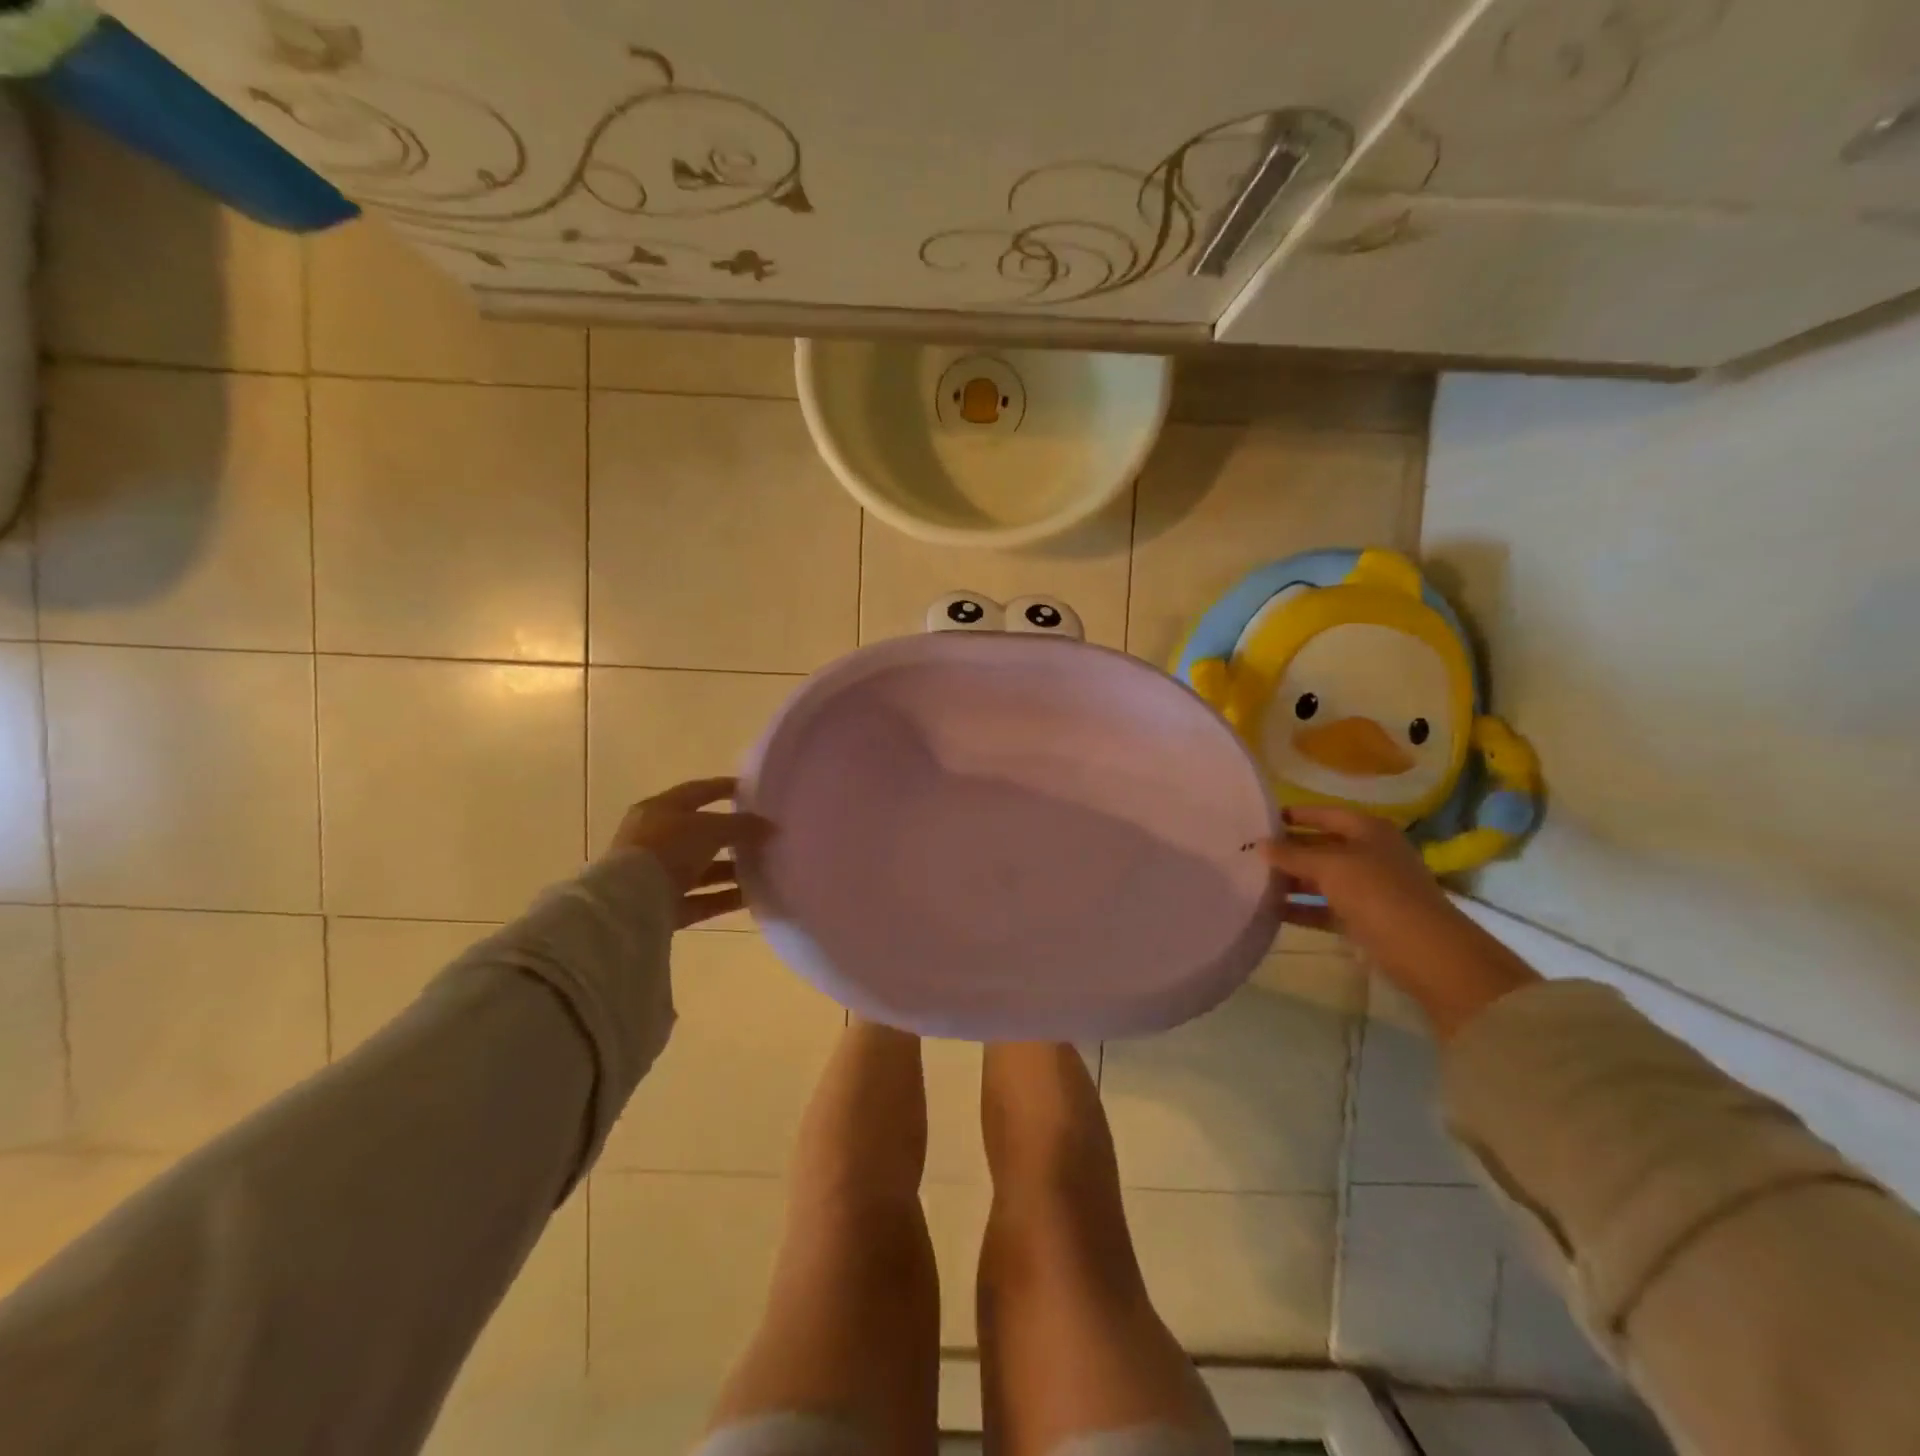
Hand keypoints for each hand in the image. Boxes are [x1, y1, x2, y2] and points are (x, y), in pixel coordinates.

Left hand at [609, 778, 774, 928]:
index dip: (724, 788)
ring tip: (765, 869)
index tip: (753, 790)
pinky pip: (701, 899)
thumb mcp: (709, 828)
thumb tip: (769, 826)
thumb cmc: (667, 848)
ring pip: (702, 869)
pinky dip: (725, 897)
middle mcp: (656, 839)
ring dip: (732, 870)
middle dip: (732, 835)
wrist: (629, 902)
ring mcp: (658, 874)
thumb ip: (741, 825)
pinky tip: (753, 896)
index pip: (697, 792)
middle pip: (701, 834)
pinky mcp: (664, 906)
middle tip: (763, 835)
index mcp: (660, 810)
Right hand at [1262, 806, 1537, 1039]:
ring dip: (1290, 881)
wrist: (1426, 952)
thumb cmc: (1378, 894)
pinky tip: (1270, 911)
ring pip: (1320, 879)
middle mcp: (1369, 854)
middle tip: (1247, 853)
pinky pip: (1324, 908)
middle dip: (1287, 850)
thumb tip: (1261, 845)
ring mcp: (1368, 888)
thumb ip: (1293, 854)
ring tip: (1251, 882)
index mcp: (1368, 831)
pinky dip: (1300, 908)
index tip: (1259, 819)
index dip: (1294, 814)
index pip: (1325, 814)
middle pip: (1320, 846)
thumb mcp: (1331, 866)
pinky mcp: (1363, 919)